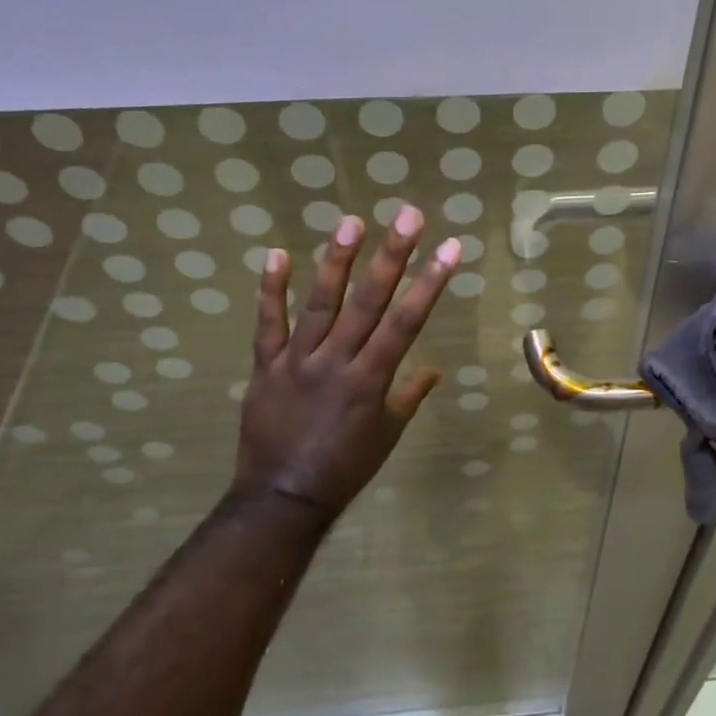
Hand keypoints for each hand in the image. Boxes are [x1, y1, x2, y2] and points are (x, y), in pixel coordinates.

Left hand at [232, 205, 459, 523]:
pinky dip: (271, 291)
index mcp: (370, 379)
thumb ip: (407, 396)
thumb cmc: (344, 468)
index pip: (406, 322)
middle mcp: (336, 361)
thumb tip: (433, 370)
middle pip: (368, 302)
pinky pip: (268, 325)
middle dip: (391, 256)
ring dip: (337, 262)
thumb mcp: (386, 435)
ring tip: (351, 222)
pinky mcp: (265, 367)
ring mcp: (297, 361)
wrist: (281, 499)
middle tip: (408, 216)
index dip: (430, 283)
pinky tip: (276, 254)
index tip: (450, 248)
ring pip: (320, 304)